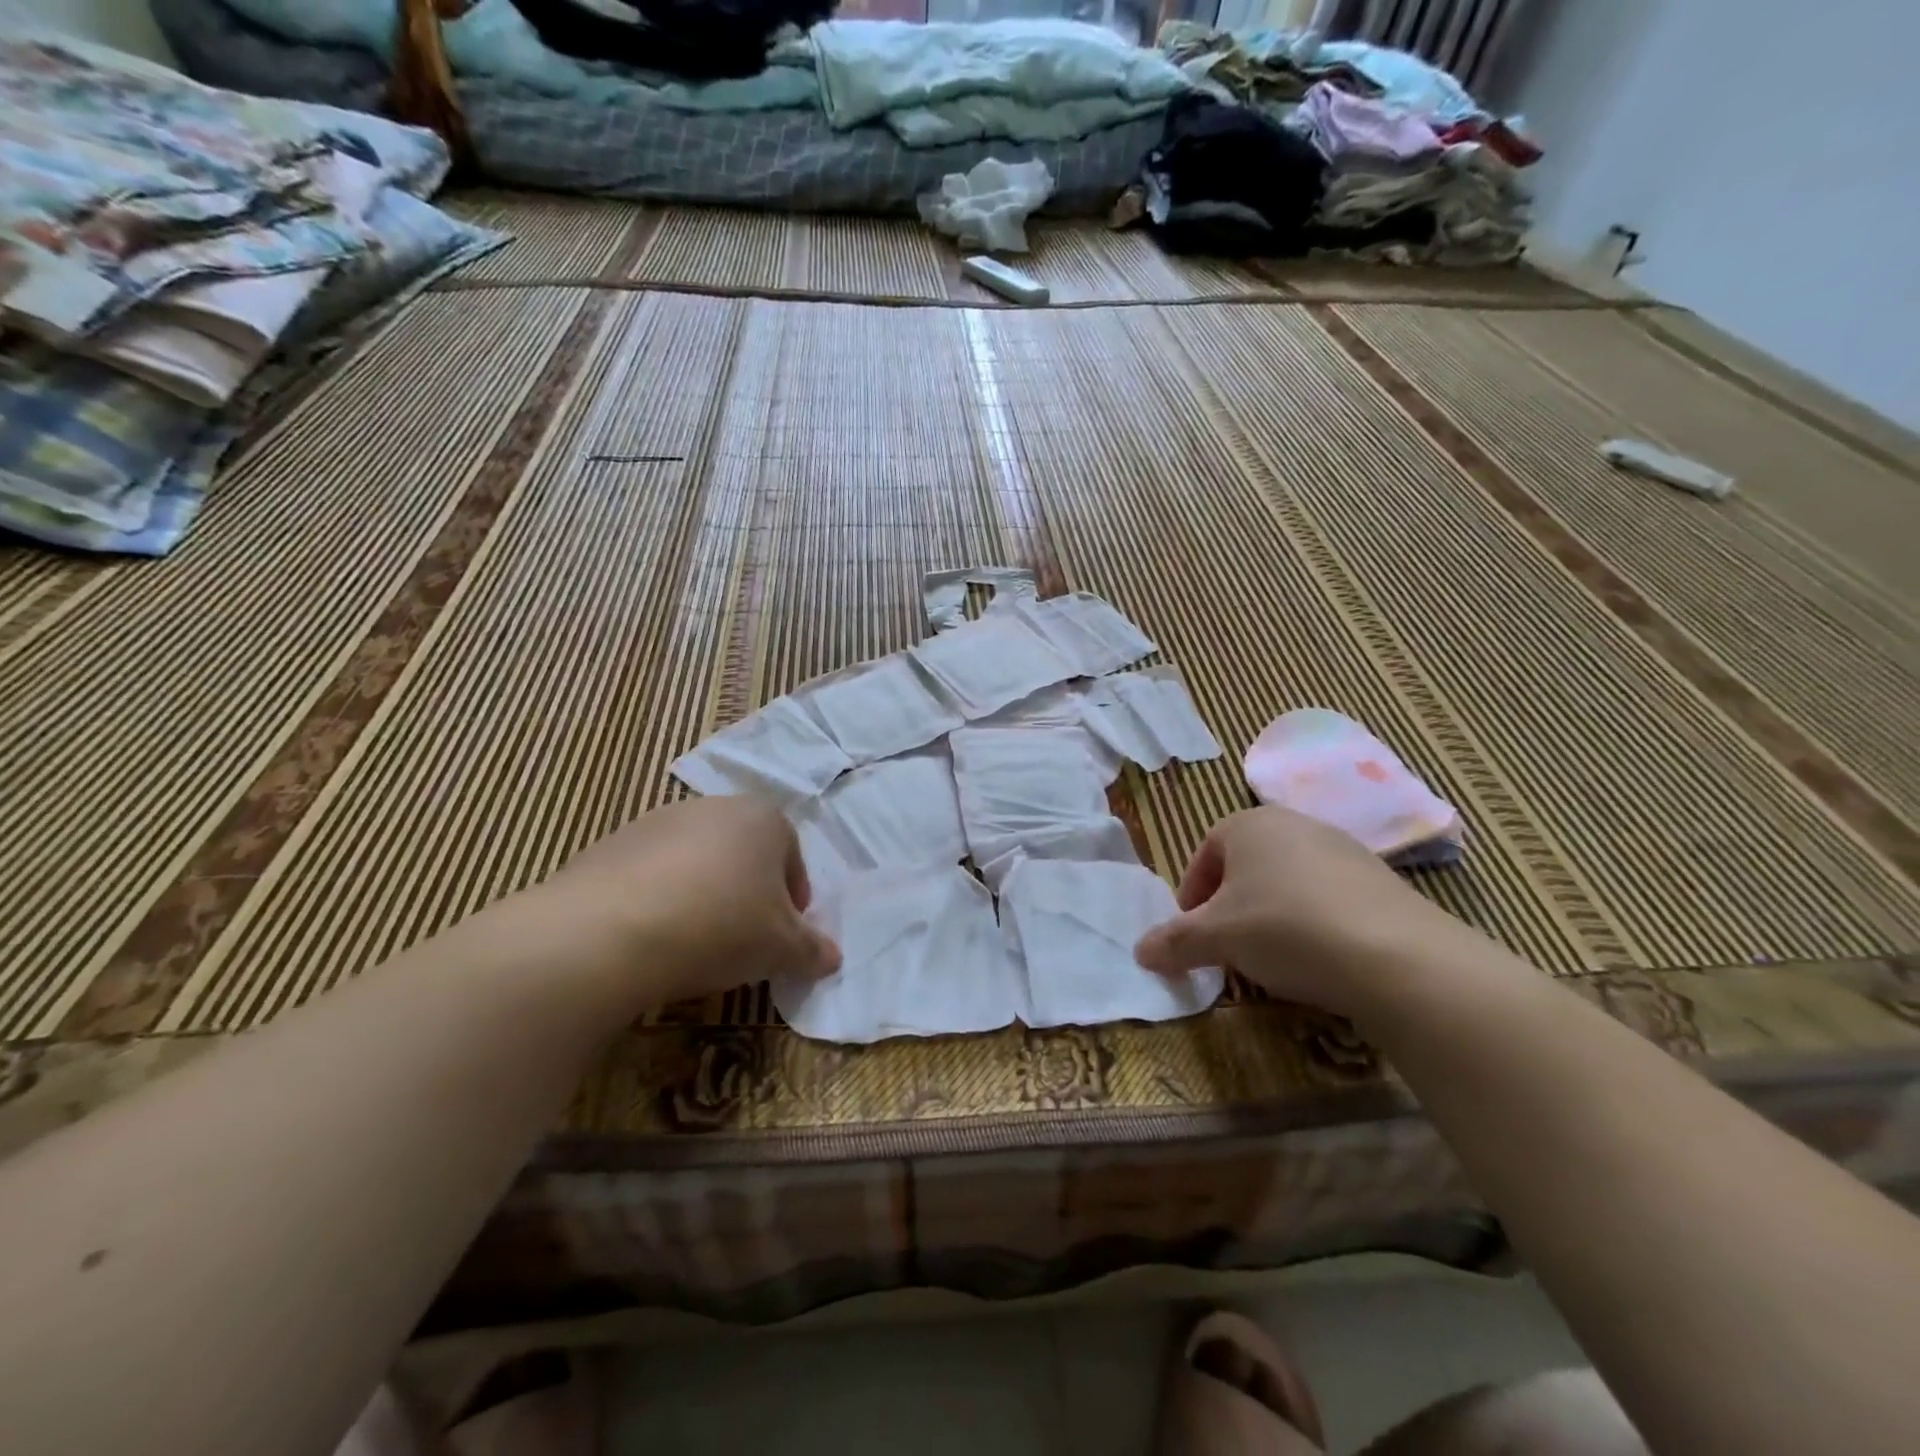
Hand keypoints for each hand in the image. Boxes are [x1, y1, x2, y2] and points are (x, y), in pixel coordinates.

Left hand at [538, 797, 840, 1009]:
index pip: (792, 855)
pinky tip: (650, 940)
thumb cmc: (719, 926)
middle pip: (743, 854)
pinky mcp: (610, 845)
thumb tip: (832, 958)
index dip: (793, 898)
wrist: (607, 932)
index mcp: (763, 818)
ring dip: (702, 896)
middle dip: (748, 894)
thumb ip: (812, 950)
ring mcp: (657, 822)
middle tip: (742, 940)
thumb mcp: (781, 948)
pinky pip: (650, 875)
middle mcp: (712, 807)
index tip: (783, 935)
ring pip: (696, 862)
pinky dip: (658, 901)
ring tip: (693, 944)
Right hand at [1133, 806, 1470, 1018]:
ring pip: (1287, 882)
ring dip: (1270, 916)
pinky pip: (1327, 898)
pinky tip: (1319, 959)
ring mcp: (1343, 849)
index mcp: (1250, 823)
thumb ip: (1174, 942)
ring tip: (1273, 958)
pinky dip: (1312, 924)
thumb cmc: (1284, 927)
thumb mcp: (1216, 938)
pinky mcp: (1380, 880)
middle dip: (1230, 907)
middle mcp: (1295, 824)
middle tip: (1227, 946)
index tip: (1193, 933)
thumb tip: (1139, 952)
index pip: (1205, 853)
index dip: (1192, 895)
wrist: (1395, 955)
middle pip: (1246, 866)